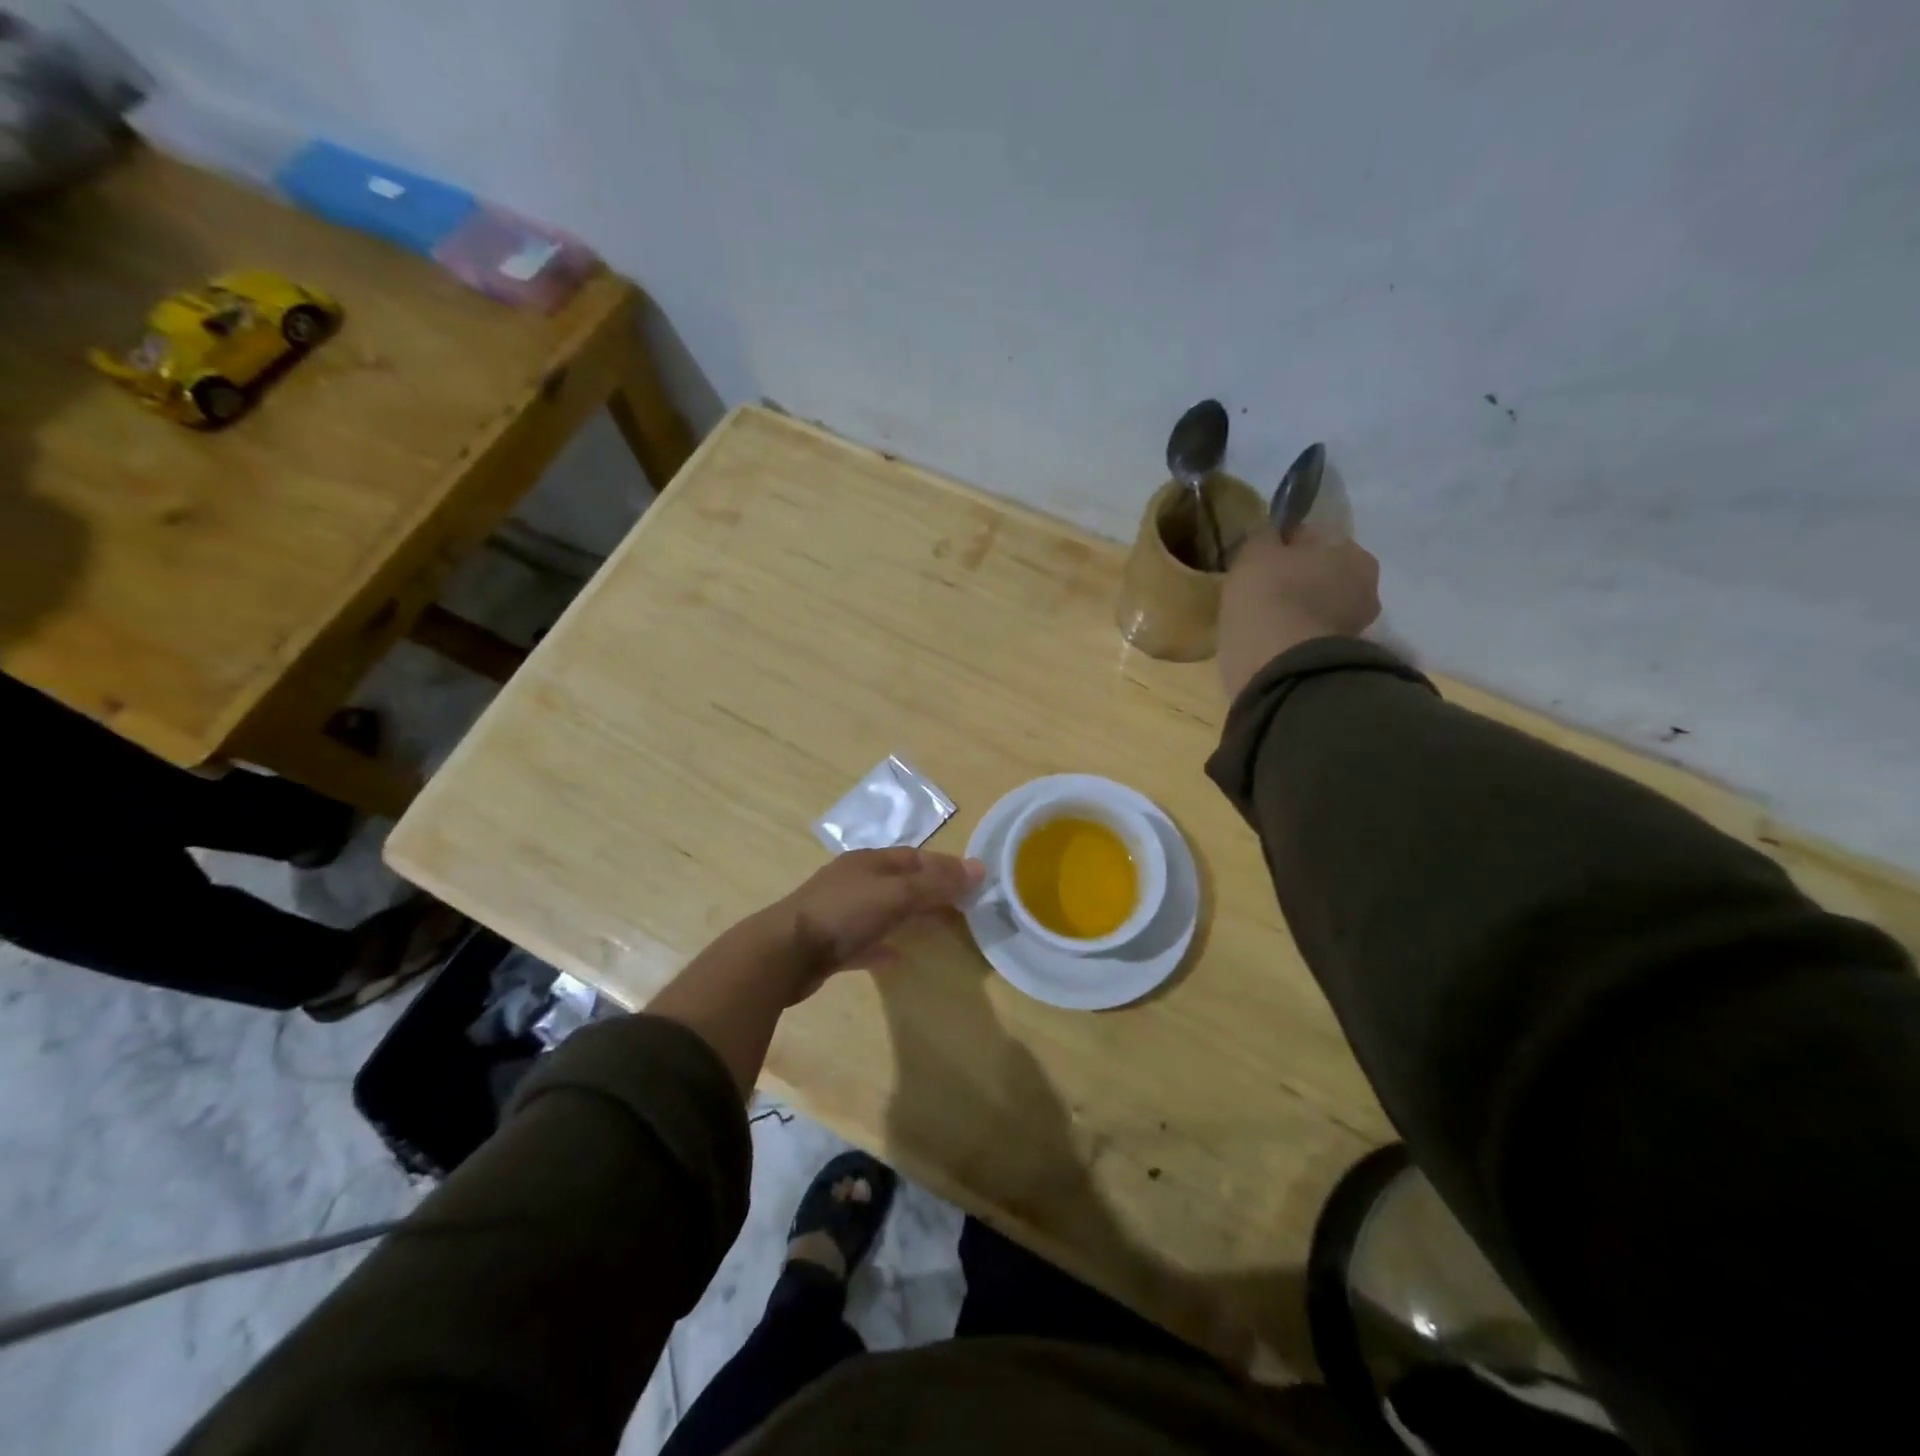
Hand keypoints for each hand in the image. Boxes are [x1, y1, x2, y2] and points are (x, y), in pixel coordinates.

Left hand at [774, 847, 983, 996]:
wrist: (783, 954)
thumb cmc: (842, 914)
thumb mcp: (895, 894)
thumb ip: (936, 883)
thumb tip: (979, 868)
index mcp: (868, 862)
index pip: (915, 857)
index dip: (945, 866)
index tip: (974, 881)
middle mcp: (854, 882)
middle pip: (901, 881)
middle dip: (930, 890)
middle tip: (961, 907)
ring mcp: (840, 913)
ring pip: (884, 909)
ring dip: (909, 915)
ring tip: (938, 928)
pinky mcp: (830, 944)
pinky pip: (865, 942)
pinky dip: (884, 946)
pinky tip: (898, 958)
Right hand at [1218, 525, 1380, 701]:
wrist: (1280, 663)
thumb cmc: (1270, 595)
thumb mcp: (1255, 552)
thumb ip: (1264, 536)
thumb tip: (1269, 531)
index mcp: (1352, 551)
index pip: (1311, 538)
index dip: (1282, 546)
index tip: (1259, 560)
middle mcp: (1365, 585)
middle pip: (1320, 573)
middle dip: (1297, 579)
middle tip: (1262, 591)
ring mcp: (1355, 625)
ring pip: (1317, 606)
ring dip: (1297, 609)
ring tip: (1264, 619)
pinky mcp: (1337, 658)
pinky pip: (1310, 636)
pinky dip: (1295, 636)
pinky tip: (1273, 640)